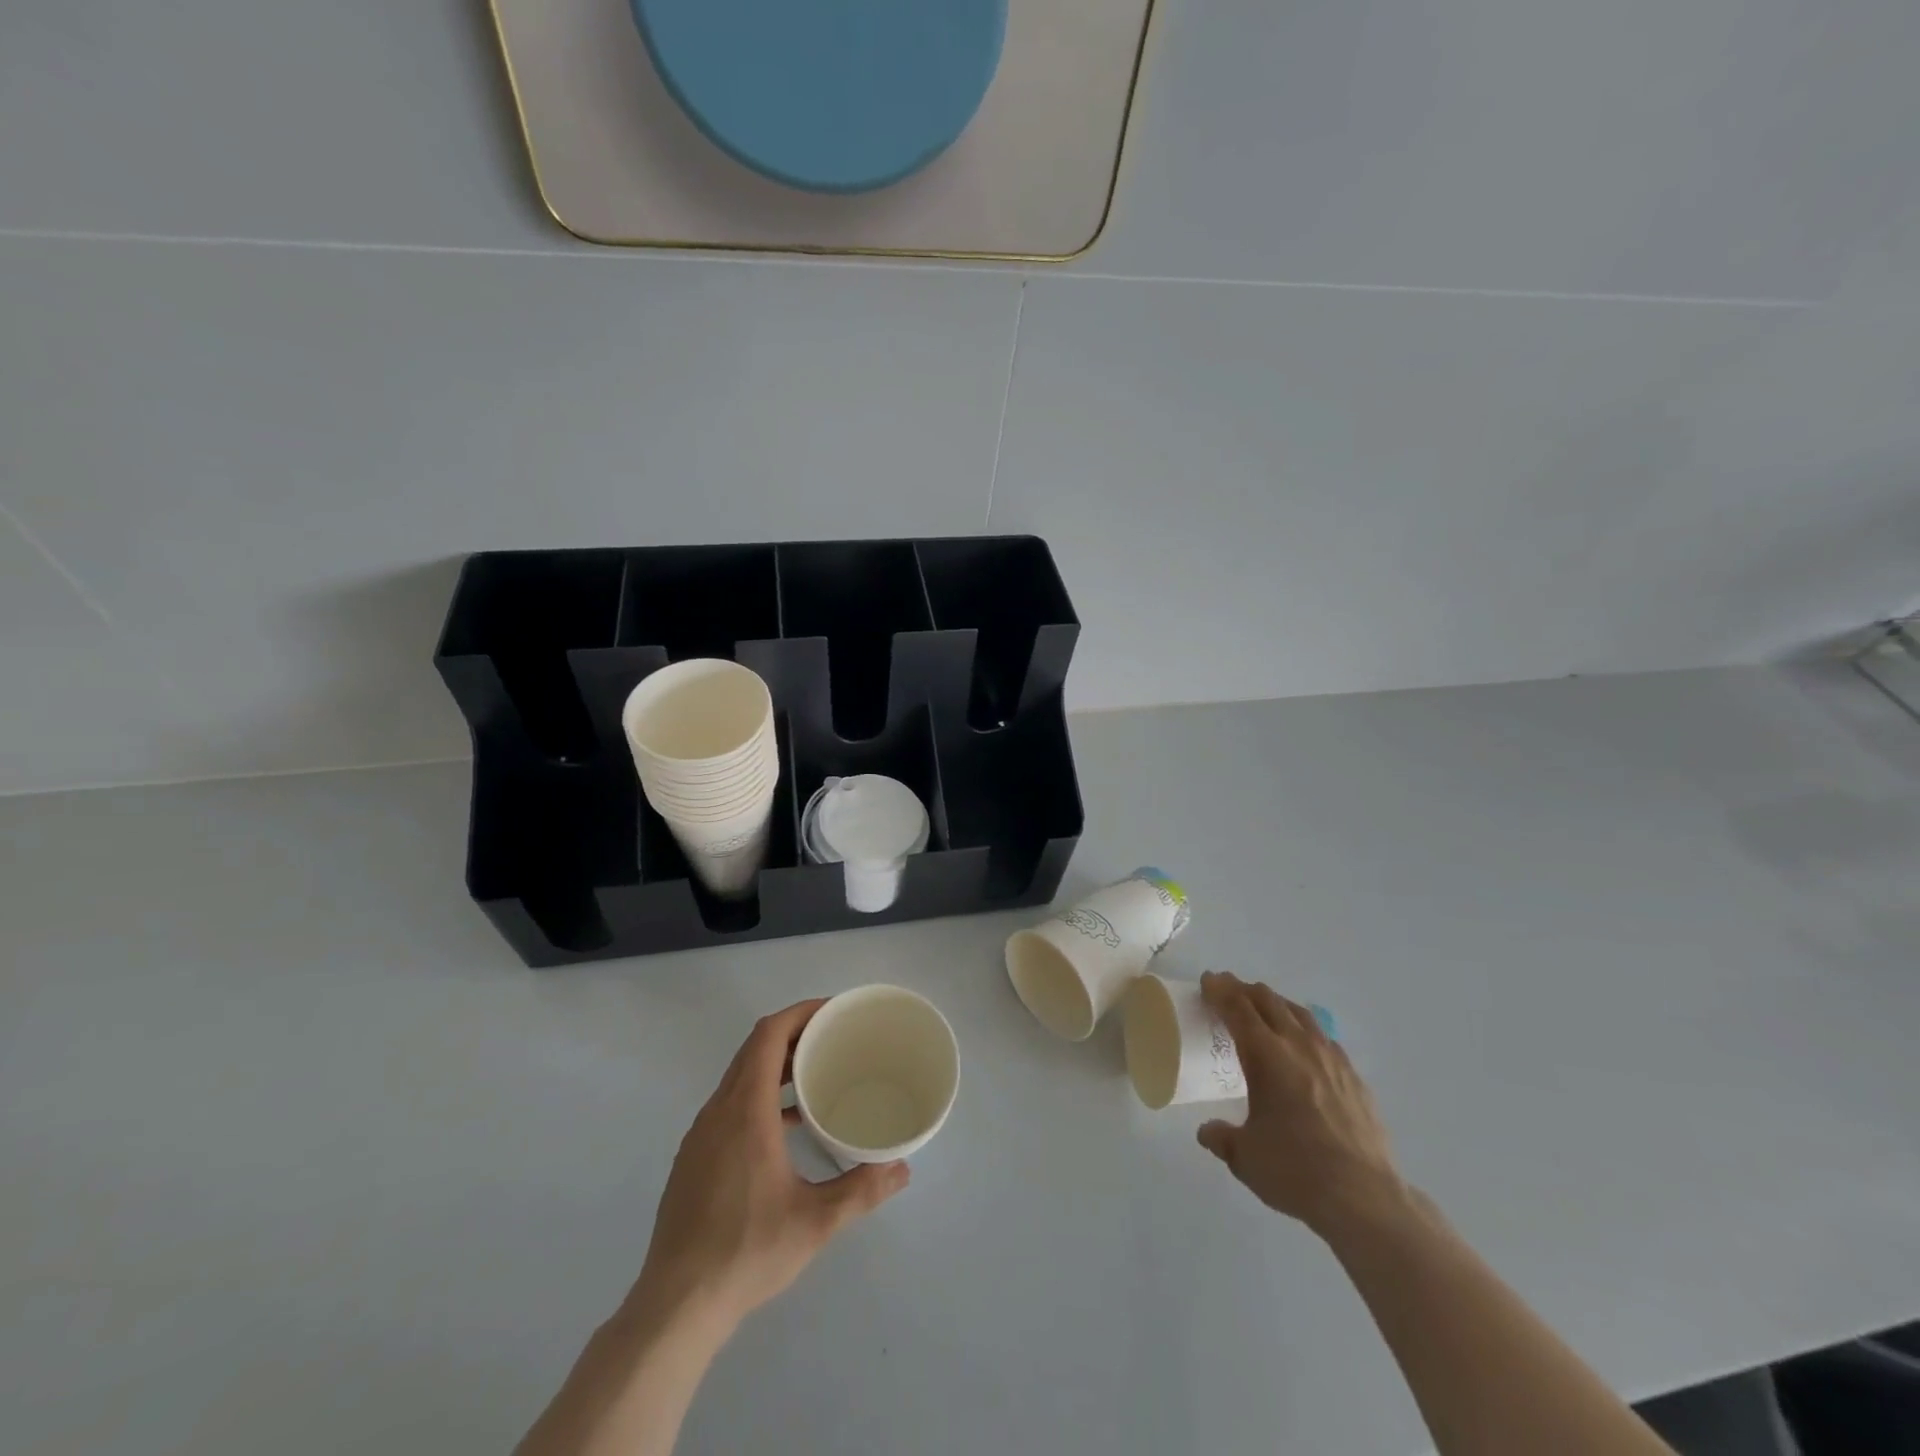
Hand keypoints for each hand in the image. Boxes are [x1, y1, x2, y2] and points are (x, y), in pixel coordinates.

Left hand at [632, 999, 909, 1330]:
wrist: (674, 1307)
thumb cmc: (746, 1252)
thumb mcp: (815, 1222)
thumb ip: (861, 1190)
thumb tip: (902, 1169)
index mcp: (745, 1111)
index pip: (768, 1035)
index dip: (799, 1013)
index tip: (832, 1011)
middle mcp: (718, 1111)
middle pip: (753, 1049)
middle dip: (793, 1034)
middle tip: (833, 1038)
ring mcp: (700, 1135)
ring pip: (739, 1077)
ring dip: (775, 1065)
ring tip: (814, 1075)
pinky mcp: (693, 1158)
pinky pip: (729, 1104)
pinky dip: (758, 1094)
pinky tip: (785, 1127)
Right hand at [1197, 971, 1404, 1237]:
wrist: (1364, 1197)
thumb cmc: (1295, 1170)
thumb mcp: (1244, 1157)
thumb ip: (1222, 1137)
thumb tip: (1207, 1132)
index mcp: (1265, 1055)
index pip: (1238, 1008)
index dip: (1220, 990)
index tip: (1208, 981)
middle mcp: (1298, 1046)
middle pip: (1268, 1001)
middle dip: (1244, 990)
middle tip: (1228, 990)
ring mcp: (1331, 1059)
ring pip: (1299, 1013)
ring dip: (1276, 1004)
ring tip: (1264, 1008)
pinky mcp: (1354, 1078)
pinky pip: (1324, 1038)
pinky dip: (1304, 1030)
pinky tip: (1304, 1046)